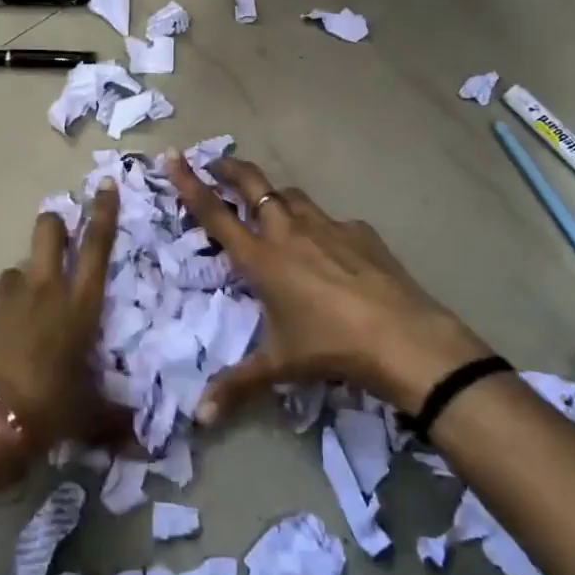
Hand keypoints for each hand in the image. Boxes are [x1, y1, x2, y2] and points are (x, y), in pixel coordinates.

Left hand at [0, 181, 122, 452]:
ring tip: (28, 308)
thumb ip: (114, 419)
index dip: (104, 213)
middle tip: (59, 229)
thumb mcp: (88, 415)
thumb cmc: (48, 408)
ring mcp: (6, 300)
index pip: (96, 246)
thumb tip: (140, 441)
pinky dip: (2, 314)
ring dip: (25, 279)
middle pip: (48, 233)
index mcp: (79, 305)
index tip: (105, 185)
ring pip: (17, 269)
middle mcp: (44, 291)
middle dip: (55, 223)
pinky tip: (2, 342)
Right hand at [168, 154, 490, 419]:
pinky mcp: (359, 231)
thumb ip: (237, 385)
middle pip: (253, 185)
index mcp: (261, 258)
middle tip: (217, 161)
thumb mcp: (279, 365)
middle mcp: (288, 231)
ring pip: (292, 195)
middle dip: (231, 168)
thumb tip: (200, 418)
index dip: (189, 183)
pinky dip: (319, 225)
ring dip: (275, 195)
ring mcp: (327, 226)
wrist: (401, 335)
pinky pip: (330, 220)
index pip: (214, 213)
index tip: (173, 156)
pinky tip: (330, 248)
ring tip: (270, 205)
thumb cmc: (329, 346)